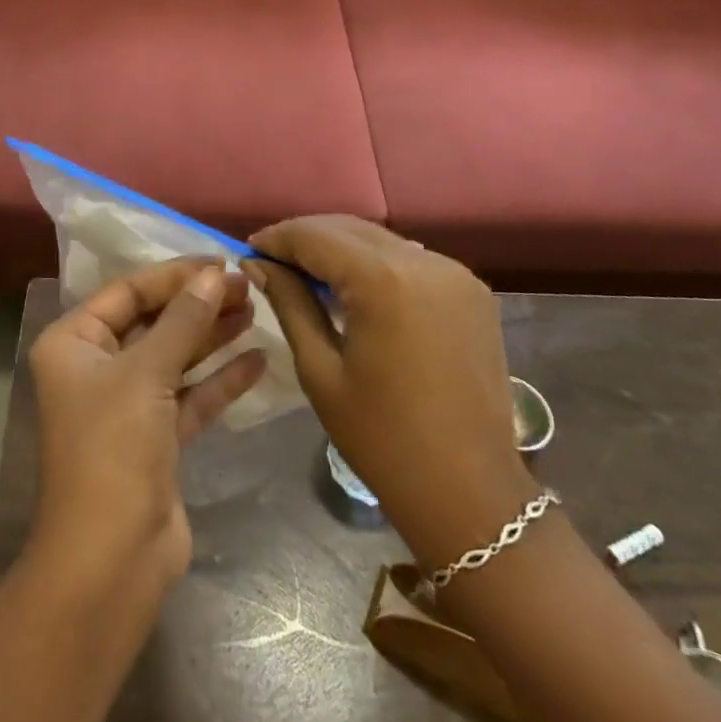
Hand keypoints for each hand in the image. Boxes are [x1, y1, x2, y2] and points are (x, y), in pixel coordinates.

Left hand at [26, 261, 267, 601]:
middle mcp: (95, 368)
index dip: (174, 276)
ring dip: (212, 336)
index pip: (127, 292)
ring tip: (256, 310)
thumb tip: (214, 275)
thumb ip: (183, 321)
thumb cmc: (114, 449)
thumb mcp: (147, 373)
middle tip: (246, 286)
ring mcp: (126, 405)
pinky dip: (219, 379)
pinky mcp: (155, 439)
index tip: (220, 262)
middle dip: (197, 304)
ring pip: (174, 357)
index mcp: (73, 343)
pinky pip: (189, 396)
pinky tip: (258, 360)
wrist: (111, 559)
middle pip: (153, 322)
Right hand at [250, 216, 534, 568]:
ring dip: (340, 248)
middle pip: (349, 228)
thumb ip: (290, 303)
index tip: (247, 250)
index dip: (277, 239)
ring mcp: (456, 274)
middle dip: (306, 238)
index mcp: (384, 281)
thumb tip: (257, 263)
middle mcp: (424, 262)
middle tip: (270, 260)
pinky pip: (410, 260)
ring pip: (380, 240)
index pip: (316, 236)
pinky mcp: (472, 291)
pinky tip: (354, 288)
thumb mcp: (320, 370)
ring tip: (306, 273)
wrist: (470, 493)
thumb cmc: (382, 438)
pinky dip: (375, 264)